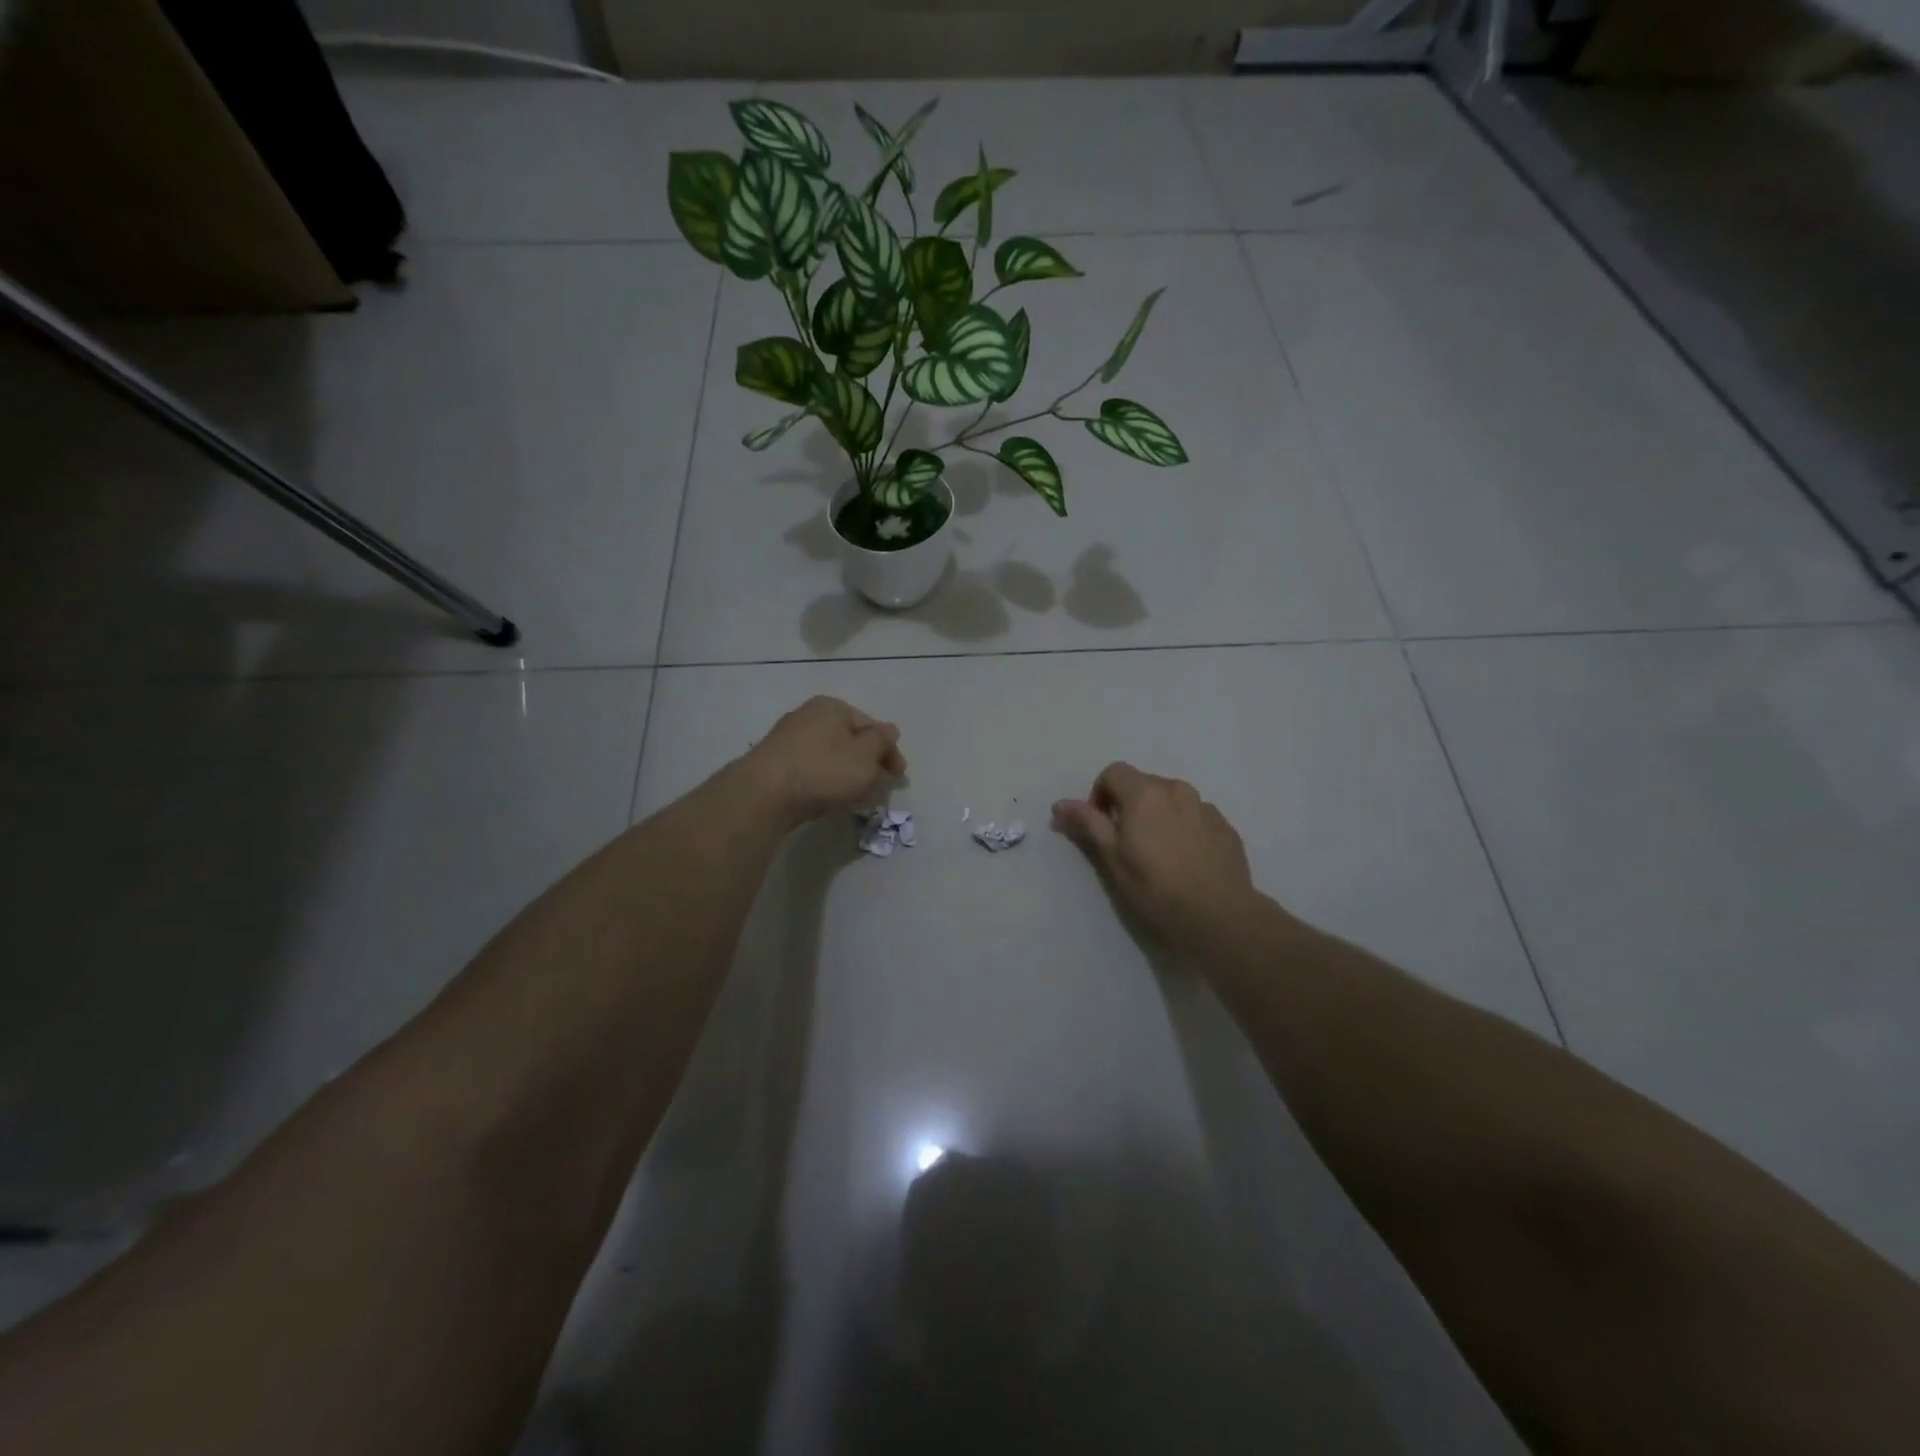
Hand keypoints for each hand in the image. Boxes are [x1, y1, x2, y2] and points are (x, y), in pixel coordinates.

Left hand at [743, 696, 906, 826]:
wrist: (764, 794)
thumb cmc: (823, 770)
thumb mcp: (866, 755)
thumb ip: (882, 741)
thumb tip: (889, 730)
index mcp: (832, 706)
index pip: (873, 726)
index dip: (891, 751)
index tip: (899, 777)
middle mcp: (807, 715)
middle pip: (849, 739)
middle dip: (867, 762)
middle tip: (877, 787)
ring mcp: (787, 739)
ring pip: (829, 755)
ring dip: (845, 773)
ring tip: (853, 796)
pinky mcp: (774, 763)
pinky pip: (810, 769)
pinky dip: (824, 781)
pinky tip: (826, 798)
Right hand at [1053, 763, 1263, 948]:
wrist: (1218, 916)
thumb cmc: (1155, 886)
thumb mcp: (1112, 857)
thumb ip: (1087, 823)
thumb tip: (1060, 804)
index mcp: (1145, 792)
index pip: (1114, 772)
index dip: (1100, 794)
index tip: (1100, 826)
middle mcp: (1177, 790)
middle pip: (1143, 784)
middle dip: (1128, 805)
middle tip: (1126, 843)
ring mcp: (1206, 807)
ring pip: (1172, 800)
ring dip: (1158, 815)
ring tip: (1158, 853)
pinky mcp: (1226, 827)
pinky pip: (1195, 817)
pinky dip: (1183, 828)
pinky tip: (1185, 861)